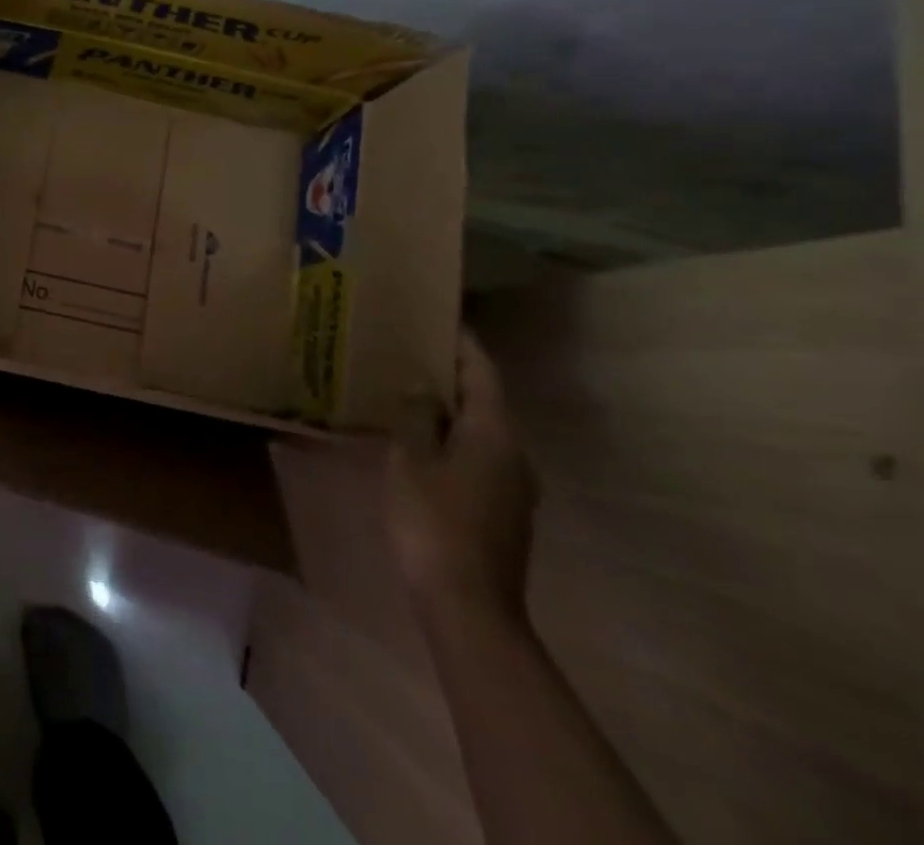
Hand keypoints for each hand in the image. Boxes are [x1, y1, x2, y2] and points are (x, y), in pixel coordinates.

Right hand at [386, 329, 537, 627]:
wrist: (467, 605)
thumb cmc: (434, 521)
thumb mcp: (410, 460)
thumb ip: (415, 417)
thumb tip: (422, 389)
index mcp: (494, 433)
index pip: (482, 372)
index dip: (461, 343)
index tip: (438, 317)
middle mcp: (514, 454)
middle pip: (484, 400)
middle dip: (450, 375)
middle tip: (410, 353)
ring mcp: (513, 486)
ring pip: (480, 431)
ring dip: (449, 410)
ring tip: (408, 393)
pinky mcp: (502, 511)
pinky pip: (477, 457)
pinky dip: (451, 439)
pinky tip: (419, 443)